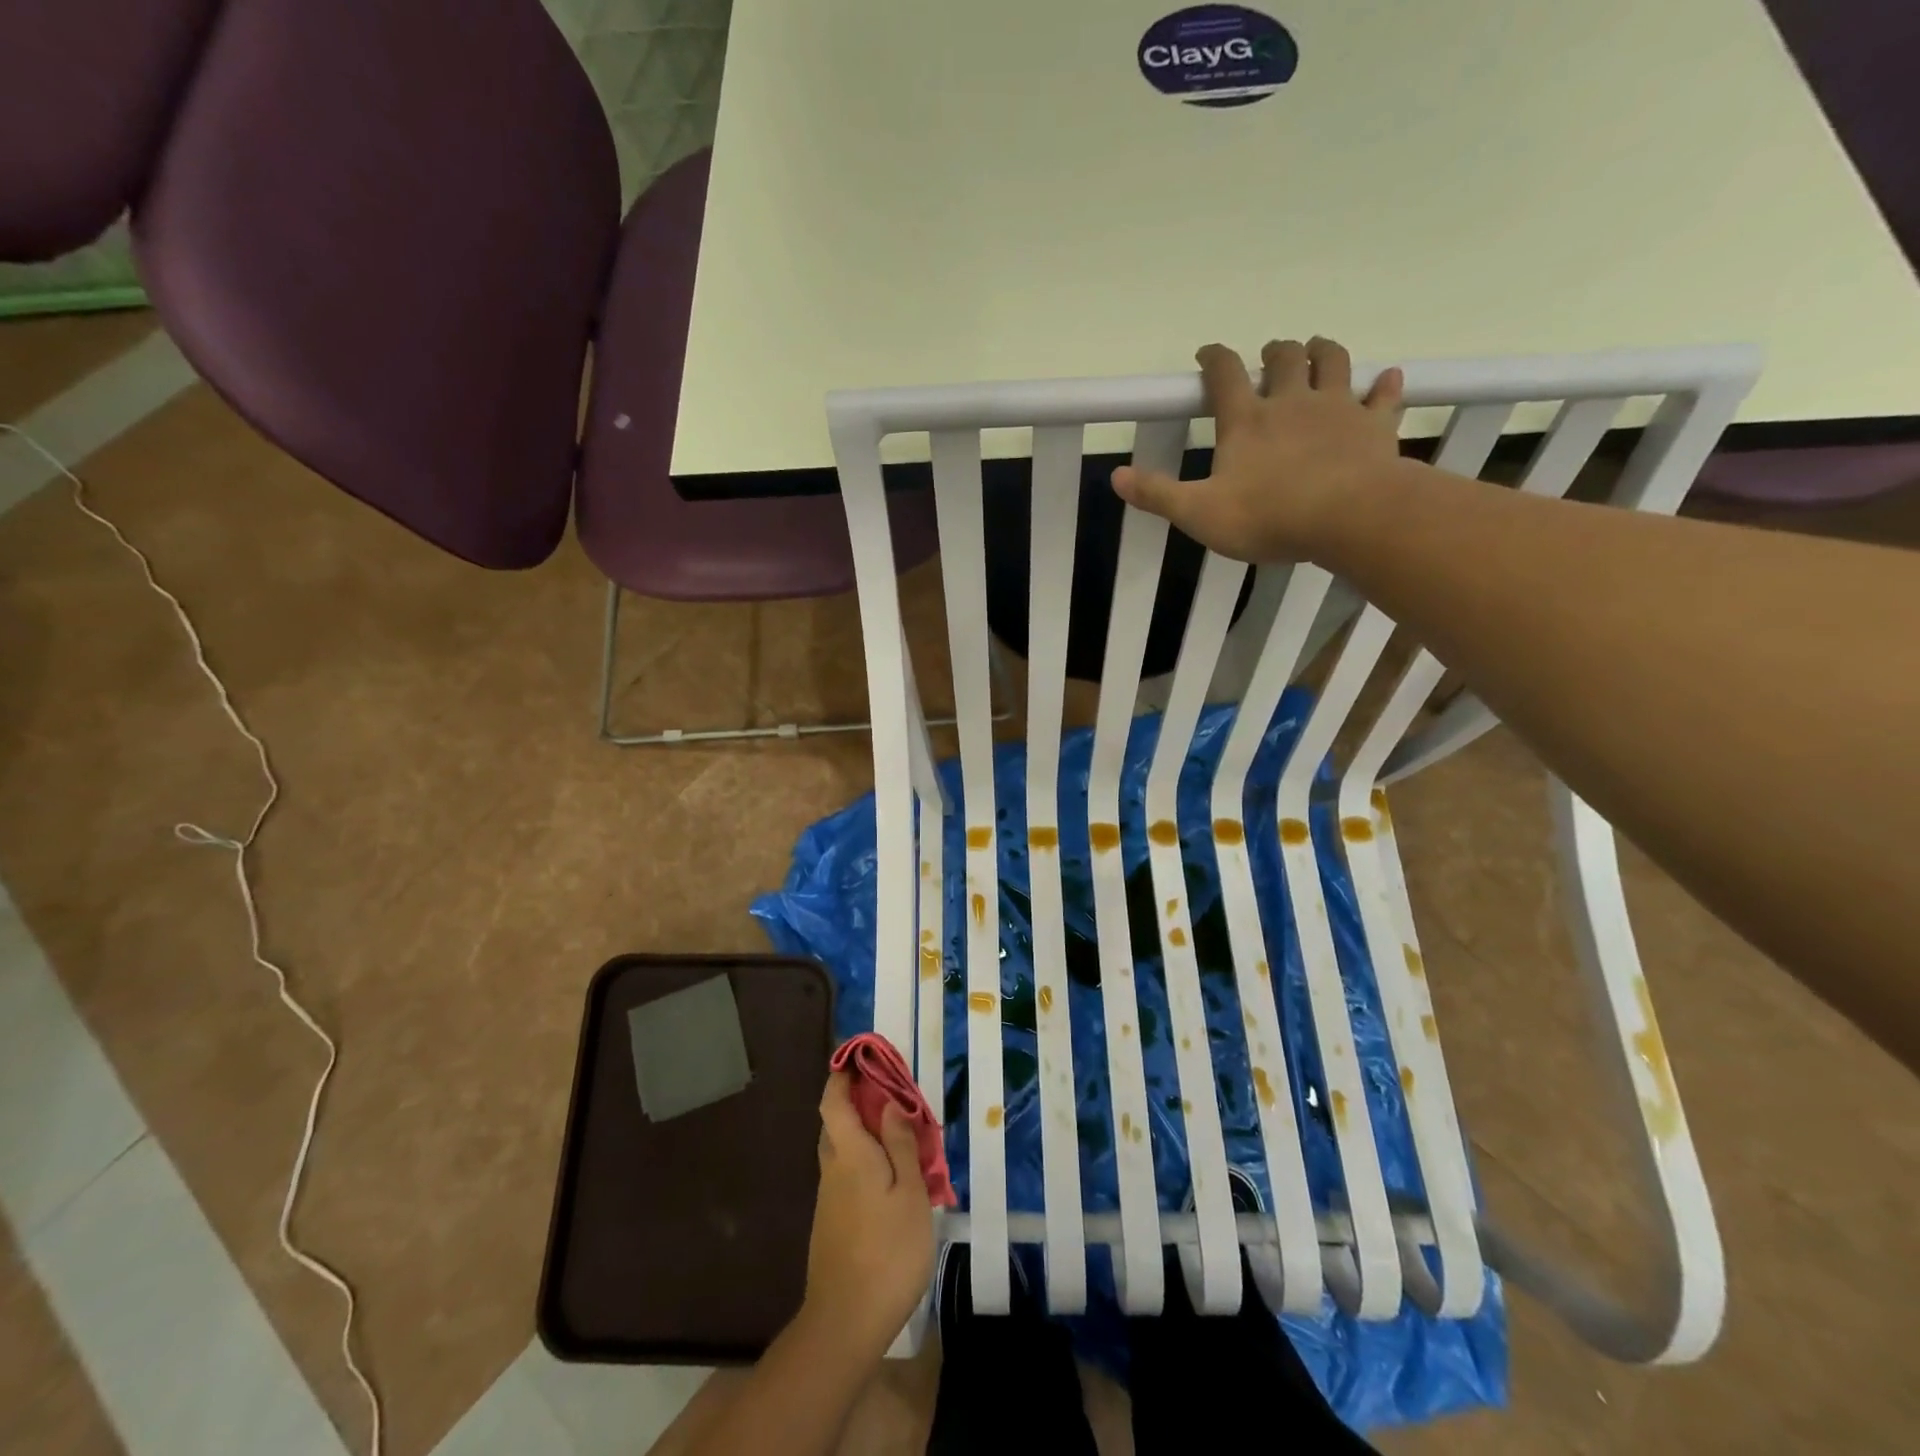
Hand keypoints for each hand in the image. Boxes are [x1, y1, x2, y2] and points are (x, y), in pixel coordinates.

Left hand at [800, 1072, 935, 1361]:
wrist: (844, 1323)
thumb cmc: (887, 1250)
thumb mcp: (910, 1193)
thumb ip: (900, 1144)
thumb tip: (890, 1102)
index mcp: (849, 1153)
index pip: (833, 1100)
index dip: (842, 1075)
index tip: (860, 1057)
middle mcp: (832, 1168)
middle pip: (836, 1123)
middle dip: (858, 1103)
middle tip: (893, 1098)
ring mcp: (827, 1199)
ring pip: (842, 1151)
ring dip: (864, 1135)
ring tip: (901, 1140)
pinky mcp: (830, 1223)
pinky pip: (846, 1176)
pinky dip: (865, 1164)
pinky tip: (891, 1183)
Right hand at [1112, 337, 1405, 562]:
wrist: (1348, 517)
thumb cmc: (1267, 516)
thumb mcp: (1199, 513)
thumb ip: (1158, 494)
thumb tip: (1116, 476)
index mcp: (1246, 421)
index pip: (1225, 375)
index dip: (1215, 359)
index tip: (1207, 353)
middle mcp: (1291, 403)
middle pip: (1284, 359)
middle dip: (1274, 351)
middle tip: (1270, 352)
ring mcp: (1337, 409)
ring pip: (1332, 362)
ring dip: (1323, 351)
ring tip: (1317, 348)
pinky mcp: (1374, 426)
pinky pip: (1382, 397)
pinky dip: (1384, 386)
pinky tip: (1387, 378)